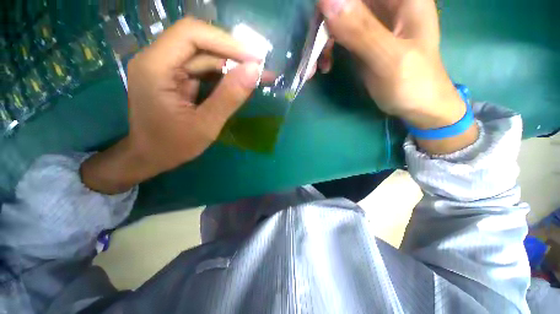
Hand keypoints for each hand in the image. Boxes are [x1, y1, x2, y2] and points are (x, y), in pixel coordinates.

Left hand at [81, 18, 260, 193]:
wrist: (150, 156)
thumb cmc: (173, 146)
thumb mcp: (206, 125)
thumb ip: (229, 97)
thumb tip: (254, 71)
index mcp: (155, 67)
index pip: (191, 35)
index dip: (226, 42)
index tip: (254, 59)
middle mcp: (156, 59)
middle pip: (199, 43)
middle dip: (233, 54)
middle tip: (261, 69)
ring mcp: (165, 67)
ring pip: (204, 55)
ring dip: (232, 65)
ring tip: (257, 75)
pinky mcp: (174, 76)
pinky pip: (203, 68)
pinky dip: (224, 74)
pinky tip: (240, 82)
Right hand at [318, 0, 477, 152]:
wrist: (417, 105)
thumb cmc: (412, 84)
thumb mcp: (387, 58)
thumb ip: (360, 30)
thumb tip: (324, 0)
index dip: (332, 3)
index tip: (318, 26)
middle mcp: (386, 3)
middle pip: (343, 2)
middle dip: (322, 24)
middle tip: (312, 53)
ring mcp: (373, 21)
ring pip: (337, 17)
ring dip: (321, 41)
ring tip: (314, 68)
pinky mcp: (363, 39)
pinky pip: (338, 36)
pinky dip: (326, 50)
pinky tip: (325, 66)